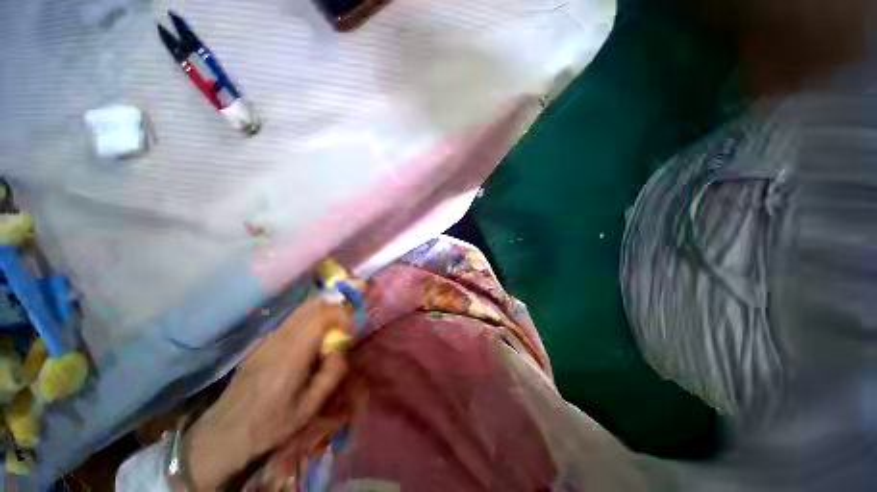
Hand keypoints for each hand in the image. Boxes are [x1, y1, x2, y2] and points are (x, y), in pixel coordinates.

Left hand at [185, 299, 350, 490]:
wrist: (225, 432)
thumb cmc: (270, 425)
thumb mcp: (309, 409)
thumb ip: (331, 375)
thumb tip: (341, 349)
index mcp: (291, 357)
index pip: (320, 317)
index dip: (342, 315)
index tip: (352, 327)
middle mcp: (279, 340)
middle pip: (312, 307)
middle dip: (336, 310)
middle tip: (347, 325)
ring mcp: (268, 338)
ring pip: (302, 309)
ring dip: (324, 312)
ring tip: (333, 330)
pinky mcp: (263, 341)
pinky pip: (292, 319)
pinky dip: (311, 318)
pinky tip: (313, 338)